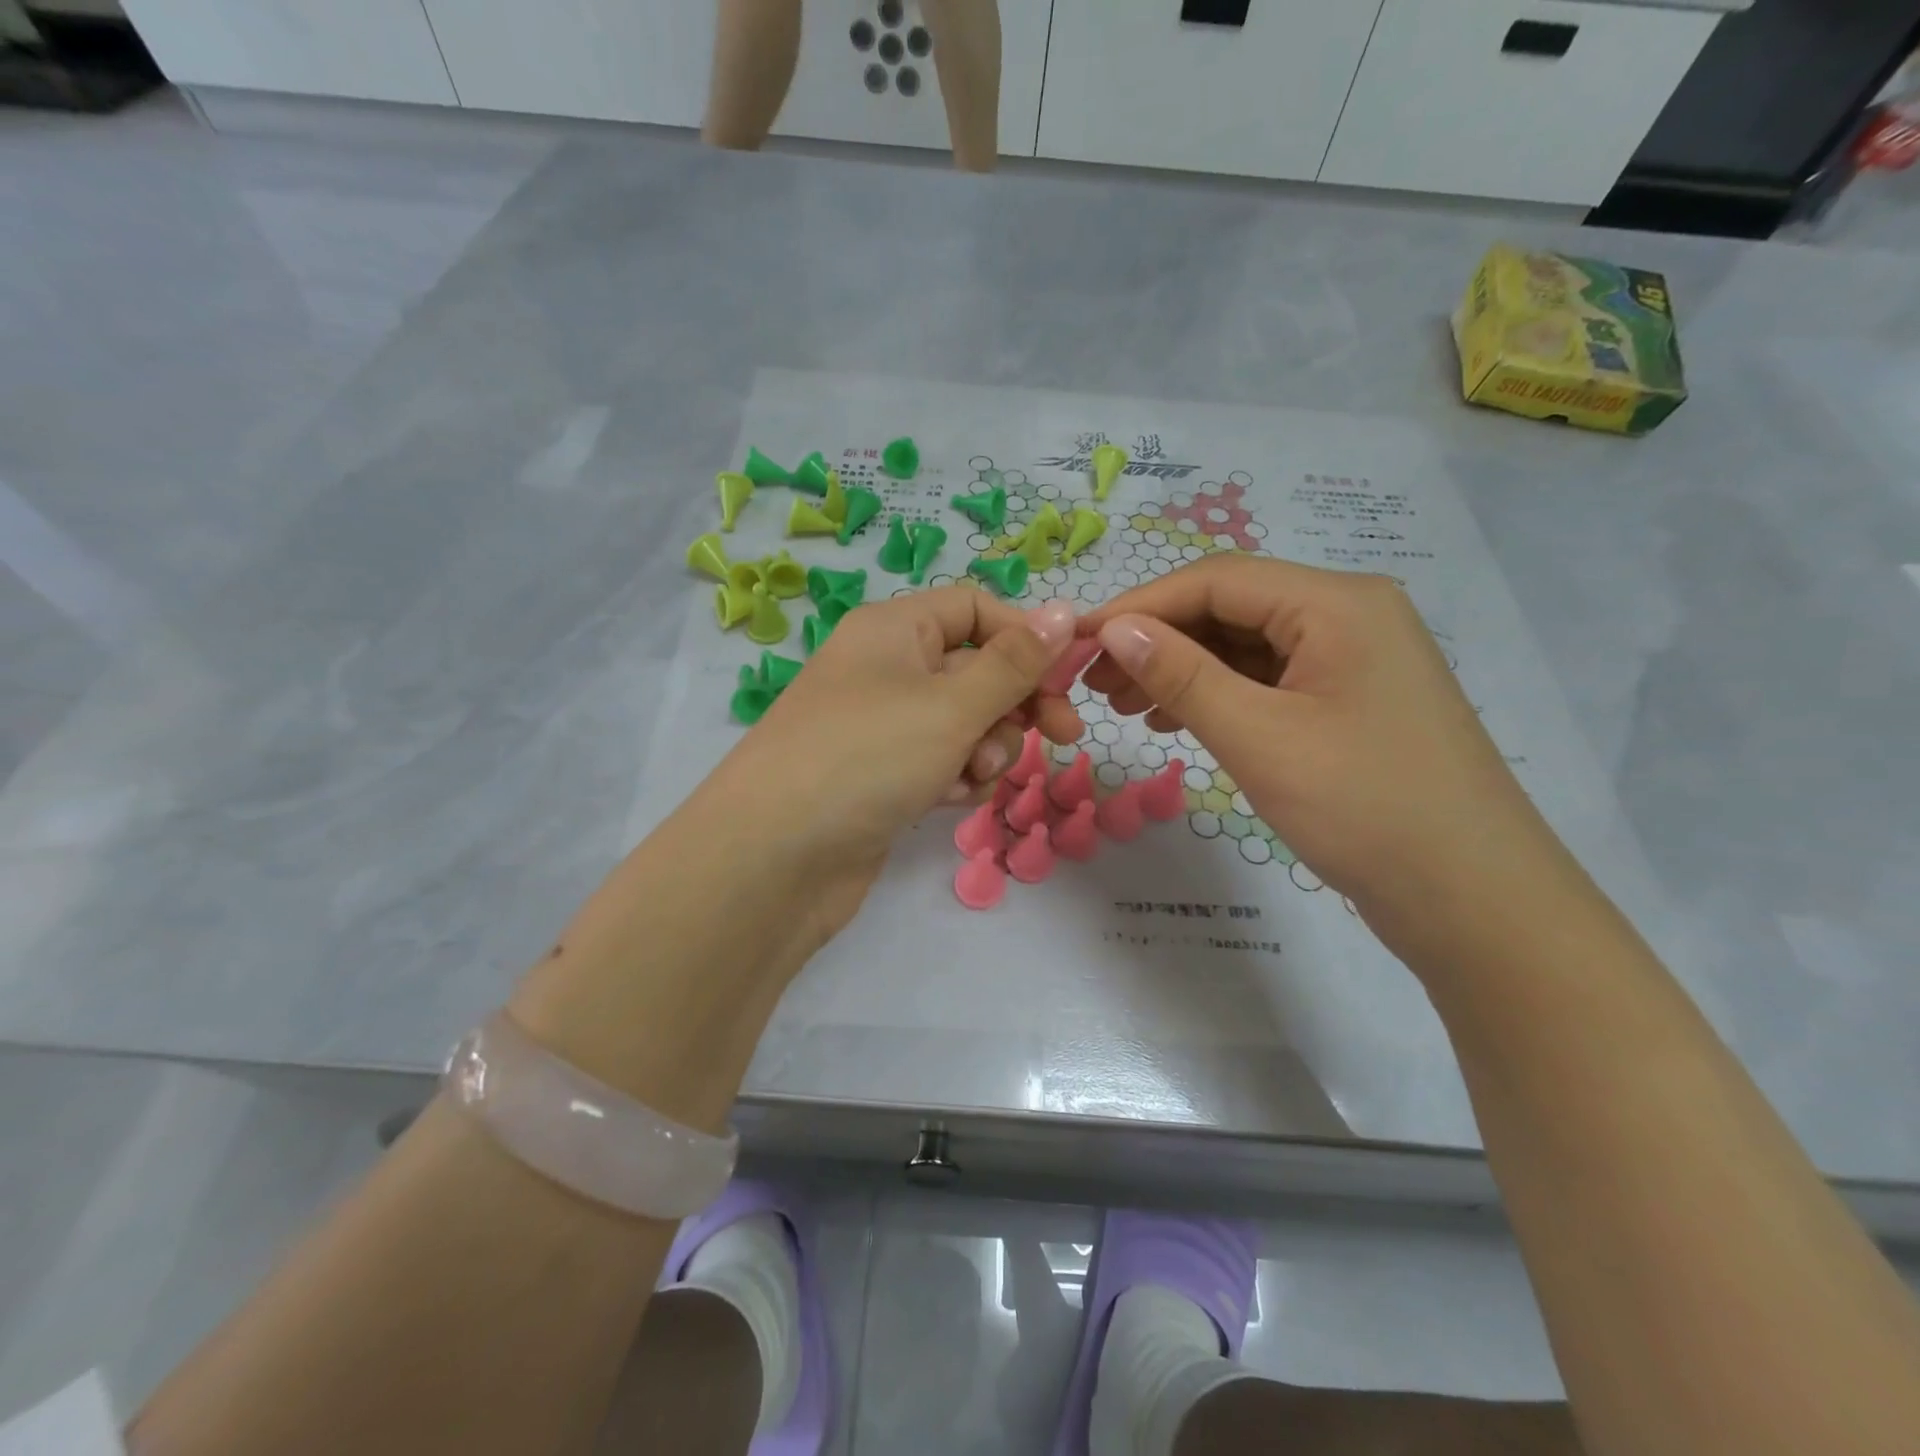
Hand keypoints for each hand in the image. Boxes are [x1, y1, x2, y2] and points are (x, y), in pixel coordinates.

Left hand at [696, 589, 1081, 945]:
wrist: (773, 859)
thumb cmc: (867, 758)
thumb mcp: (951, 705)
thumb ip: (1015, 663)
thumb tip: (1064, 611)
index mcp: (893, 629)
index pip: (976, 609)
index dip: (1026, 638)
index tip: (1070, 678)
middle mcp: (885, 669)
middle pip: (975, 668)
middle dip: (1015, 703)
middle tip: (1060, 737)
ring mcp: (881, 726)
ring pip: (963, 722)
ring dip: (986, 747)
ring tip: (971, 774)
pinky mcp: (881, 776)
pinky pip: (940, 761)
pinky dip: (955, 776)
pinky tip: (948, 799)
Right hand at [1079, 555, 1574, 946]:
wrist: (1474, 900)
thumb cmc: (1365, 808)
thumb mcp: (1259, 737)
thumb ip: (1182, 675)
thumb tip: (1116, 629)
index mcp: (1336, 603)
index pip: (1216, 580)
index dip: (1140, 605)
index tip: (1079, 641)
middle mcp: (1348, 615)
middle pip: (1230, 607)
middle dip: (1157, 640)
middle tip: (1095, 684)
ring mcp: (1352, 660)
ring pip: (1246, 646)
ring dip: (1181, 669)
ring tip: (1124, 707)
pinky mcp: (1349, 702)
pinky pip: (1267, 680)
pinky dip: (1216, 694)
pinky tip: (1175, 720)